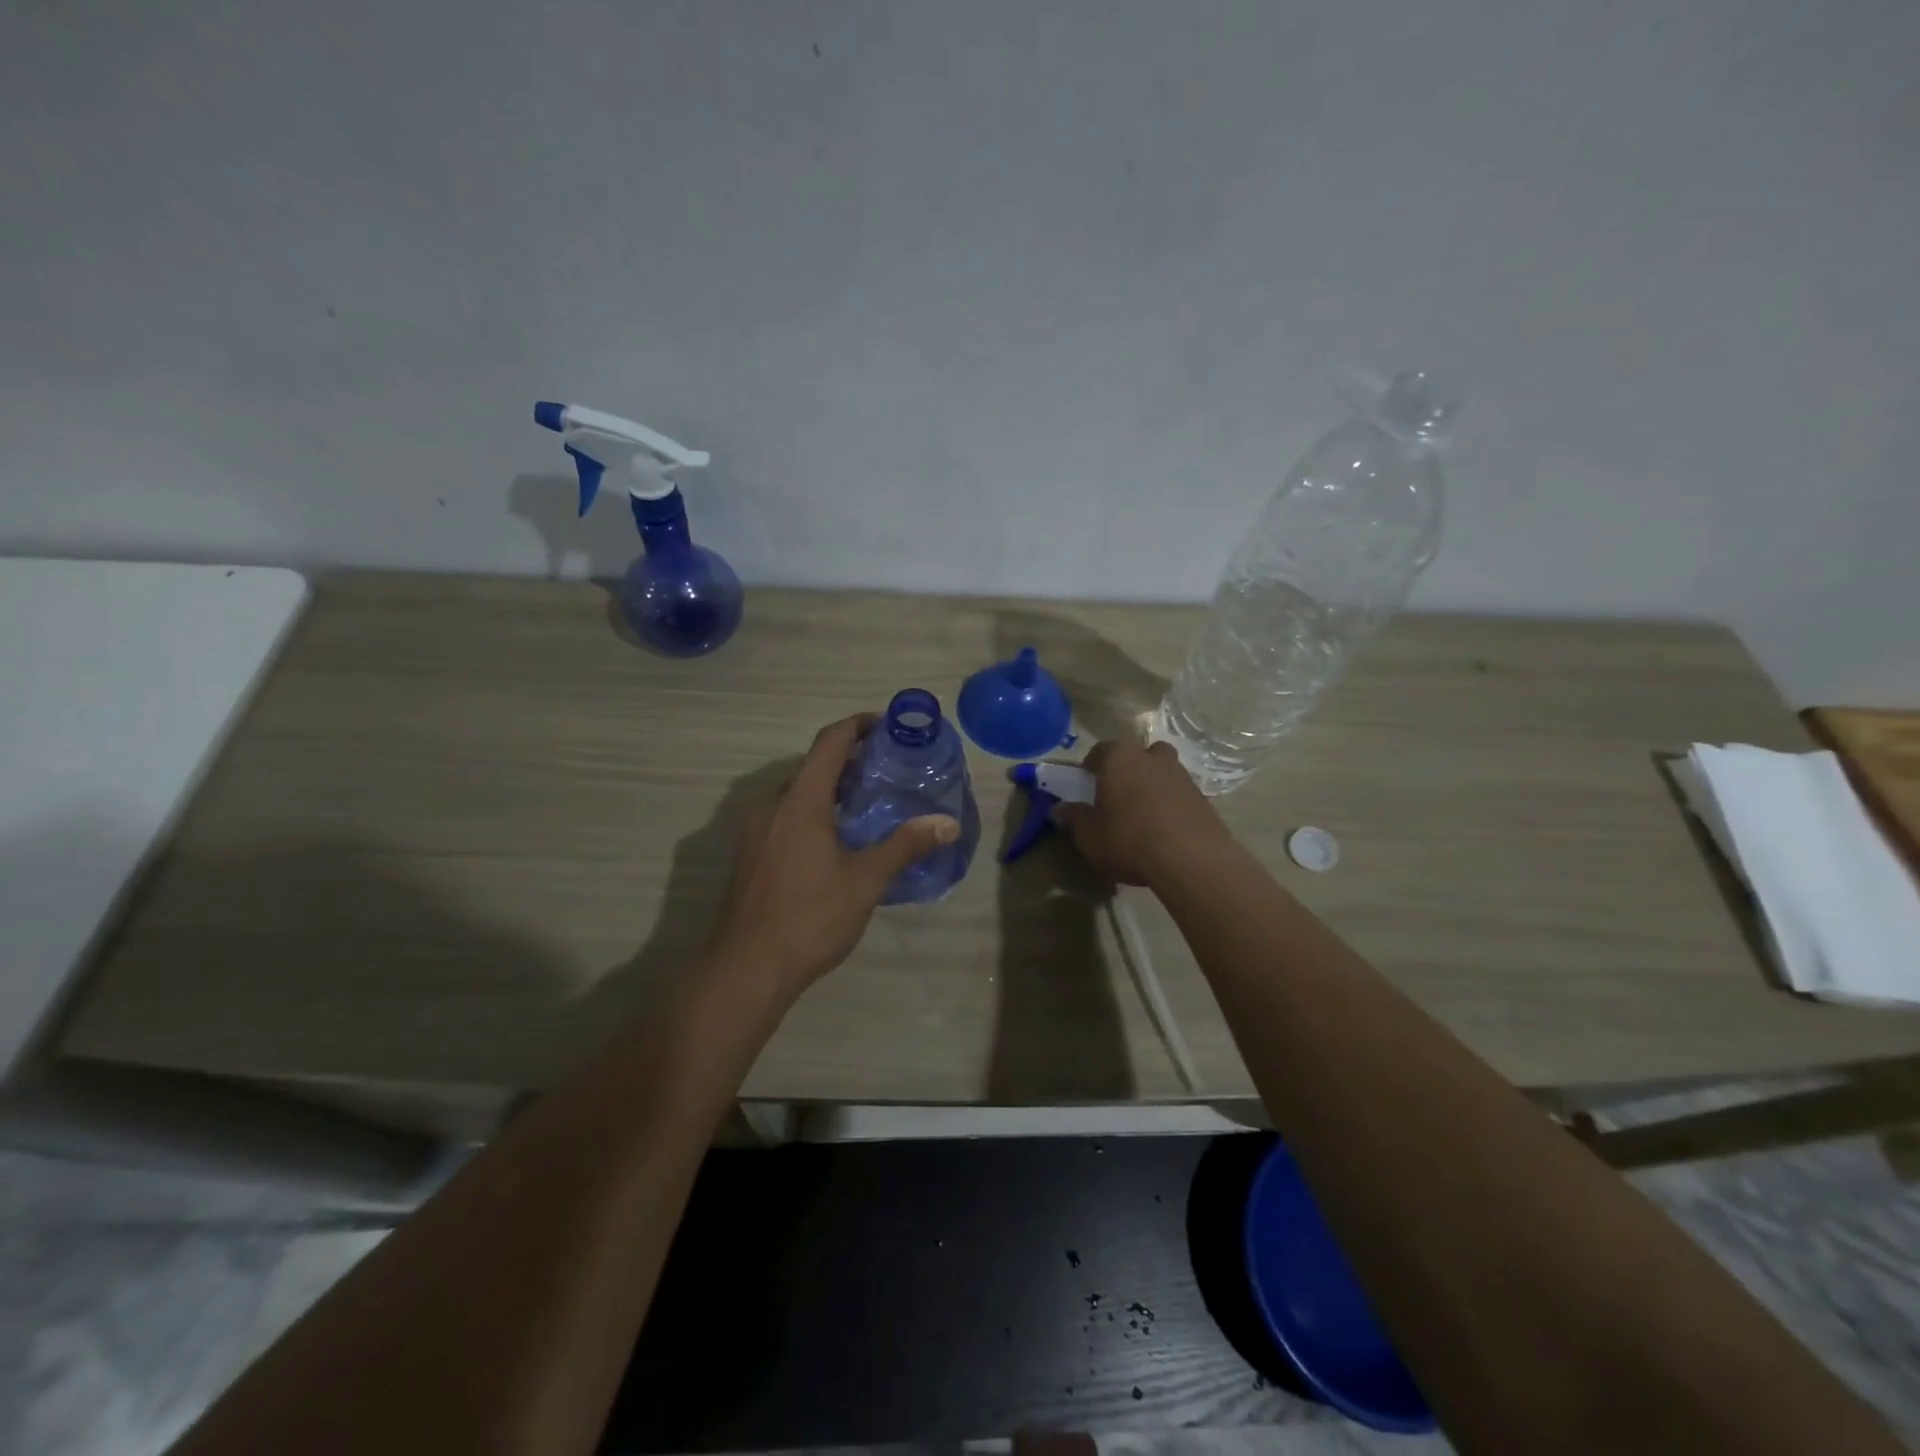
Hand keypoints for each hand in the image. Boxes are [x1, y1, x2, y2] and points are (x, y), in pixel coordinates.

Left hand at [709, 714, 960, 995]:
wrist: (747, 968)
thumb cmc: (810, 917)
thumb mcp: (865, 880)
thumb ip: (905, 845)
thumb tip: (948, 823)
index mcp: (800, 800)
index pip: (830, 742)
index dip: (858, 725)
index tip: (887, 726)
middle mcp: (772, 805)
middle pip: (813, 767)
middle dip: (850, 762)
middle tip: (888, 773)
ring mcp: (756, 830)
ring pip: (798, 794)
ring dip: (831, 791)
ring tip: (868, 806)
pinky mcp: (750, 854)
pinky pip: (786, 817)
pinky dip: (813, 813)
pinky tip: (837, 841)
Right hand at [1054, 739, 1232, 887]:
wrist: (1191, 859)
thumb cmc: (1129, 839)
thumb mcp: (1089, 836)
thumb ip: (1073, 818)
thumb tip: (1059, 809)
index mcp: (1119, 758)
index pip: (1100, 750)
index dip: (1091, 766)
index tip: (1087, 784)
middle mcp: (1151, 757)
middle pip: (1136, 755)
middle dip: (1127, 769)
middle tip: (1118, 794)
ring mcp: (1181, 774)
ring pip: (1161, 770)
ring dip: (1151, 784)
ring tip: (1143, 813)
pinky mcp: (1202, 796)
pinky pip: (1178, 792)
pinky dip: (1170, 803)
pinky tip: (1164, 828)